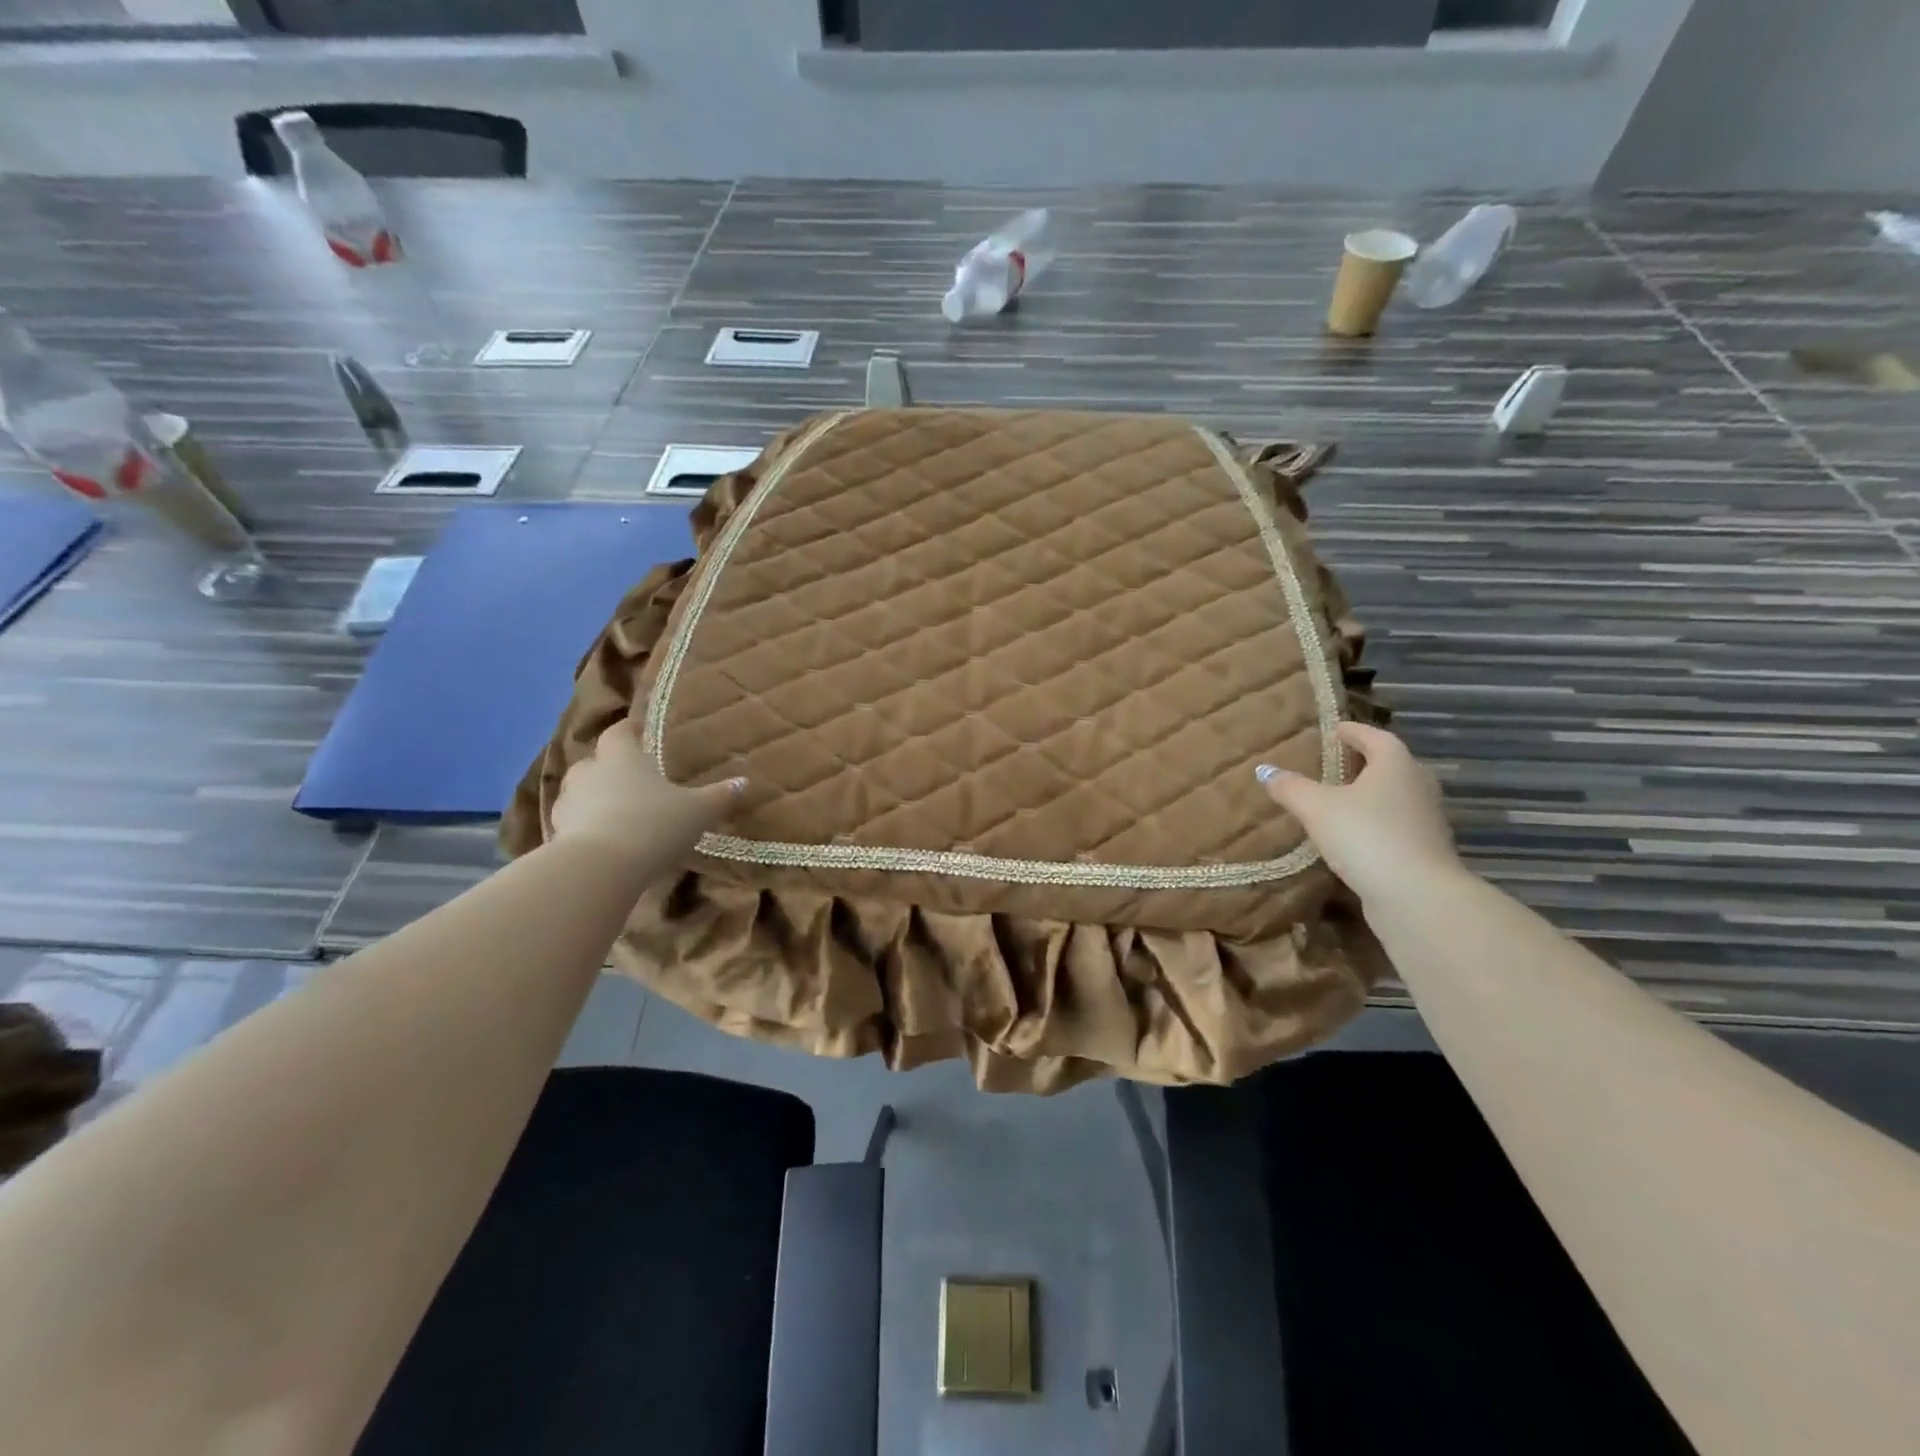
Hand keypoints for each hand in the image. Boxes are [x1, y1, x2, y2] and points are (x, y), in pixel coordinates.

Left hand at [551, 717, 744, 864]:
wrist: (600, 868)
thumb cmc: (653, 824)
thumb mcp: (698, 811)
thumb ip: (719, 796)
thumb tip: (744, 781)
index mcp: (622, 757)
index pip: (620, 732)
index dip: (629, 730)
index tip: (640, 732)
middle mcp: (589, 772)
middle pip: (594, 761)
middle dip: (609, 768)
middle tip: (632, 779)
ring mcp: (567, 804)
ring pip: (579, 793)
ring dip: (594, 799)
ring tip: (616, 813)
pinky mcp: (555, 835)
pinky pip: (572, 824)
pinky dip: (584, 828)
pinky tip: (603, 842)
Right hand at [1256, 721, 1460, 905]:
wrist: (1417, 896)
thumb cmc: (1366, 836)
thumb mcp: (1317, 808)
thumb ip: (1291, 787)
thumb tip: (1264, 770)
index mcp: (1396, 765)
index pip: (1375, 737)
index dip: (1353, 732)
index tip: (1334, 730)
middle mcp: (1418, 786)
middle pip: (1391, 766)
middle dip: (1365, 763)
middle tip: (1335, 765)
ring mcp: (1426, 821)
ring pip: (1396, 797)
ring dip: (1372, 795)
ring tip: (1340, 801)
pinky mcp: (1425, 851)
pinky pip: (1397, 826)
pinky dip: (1377, 824)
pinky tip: (1354, 837)